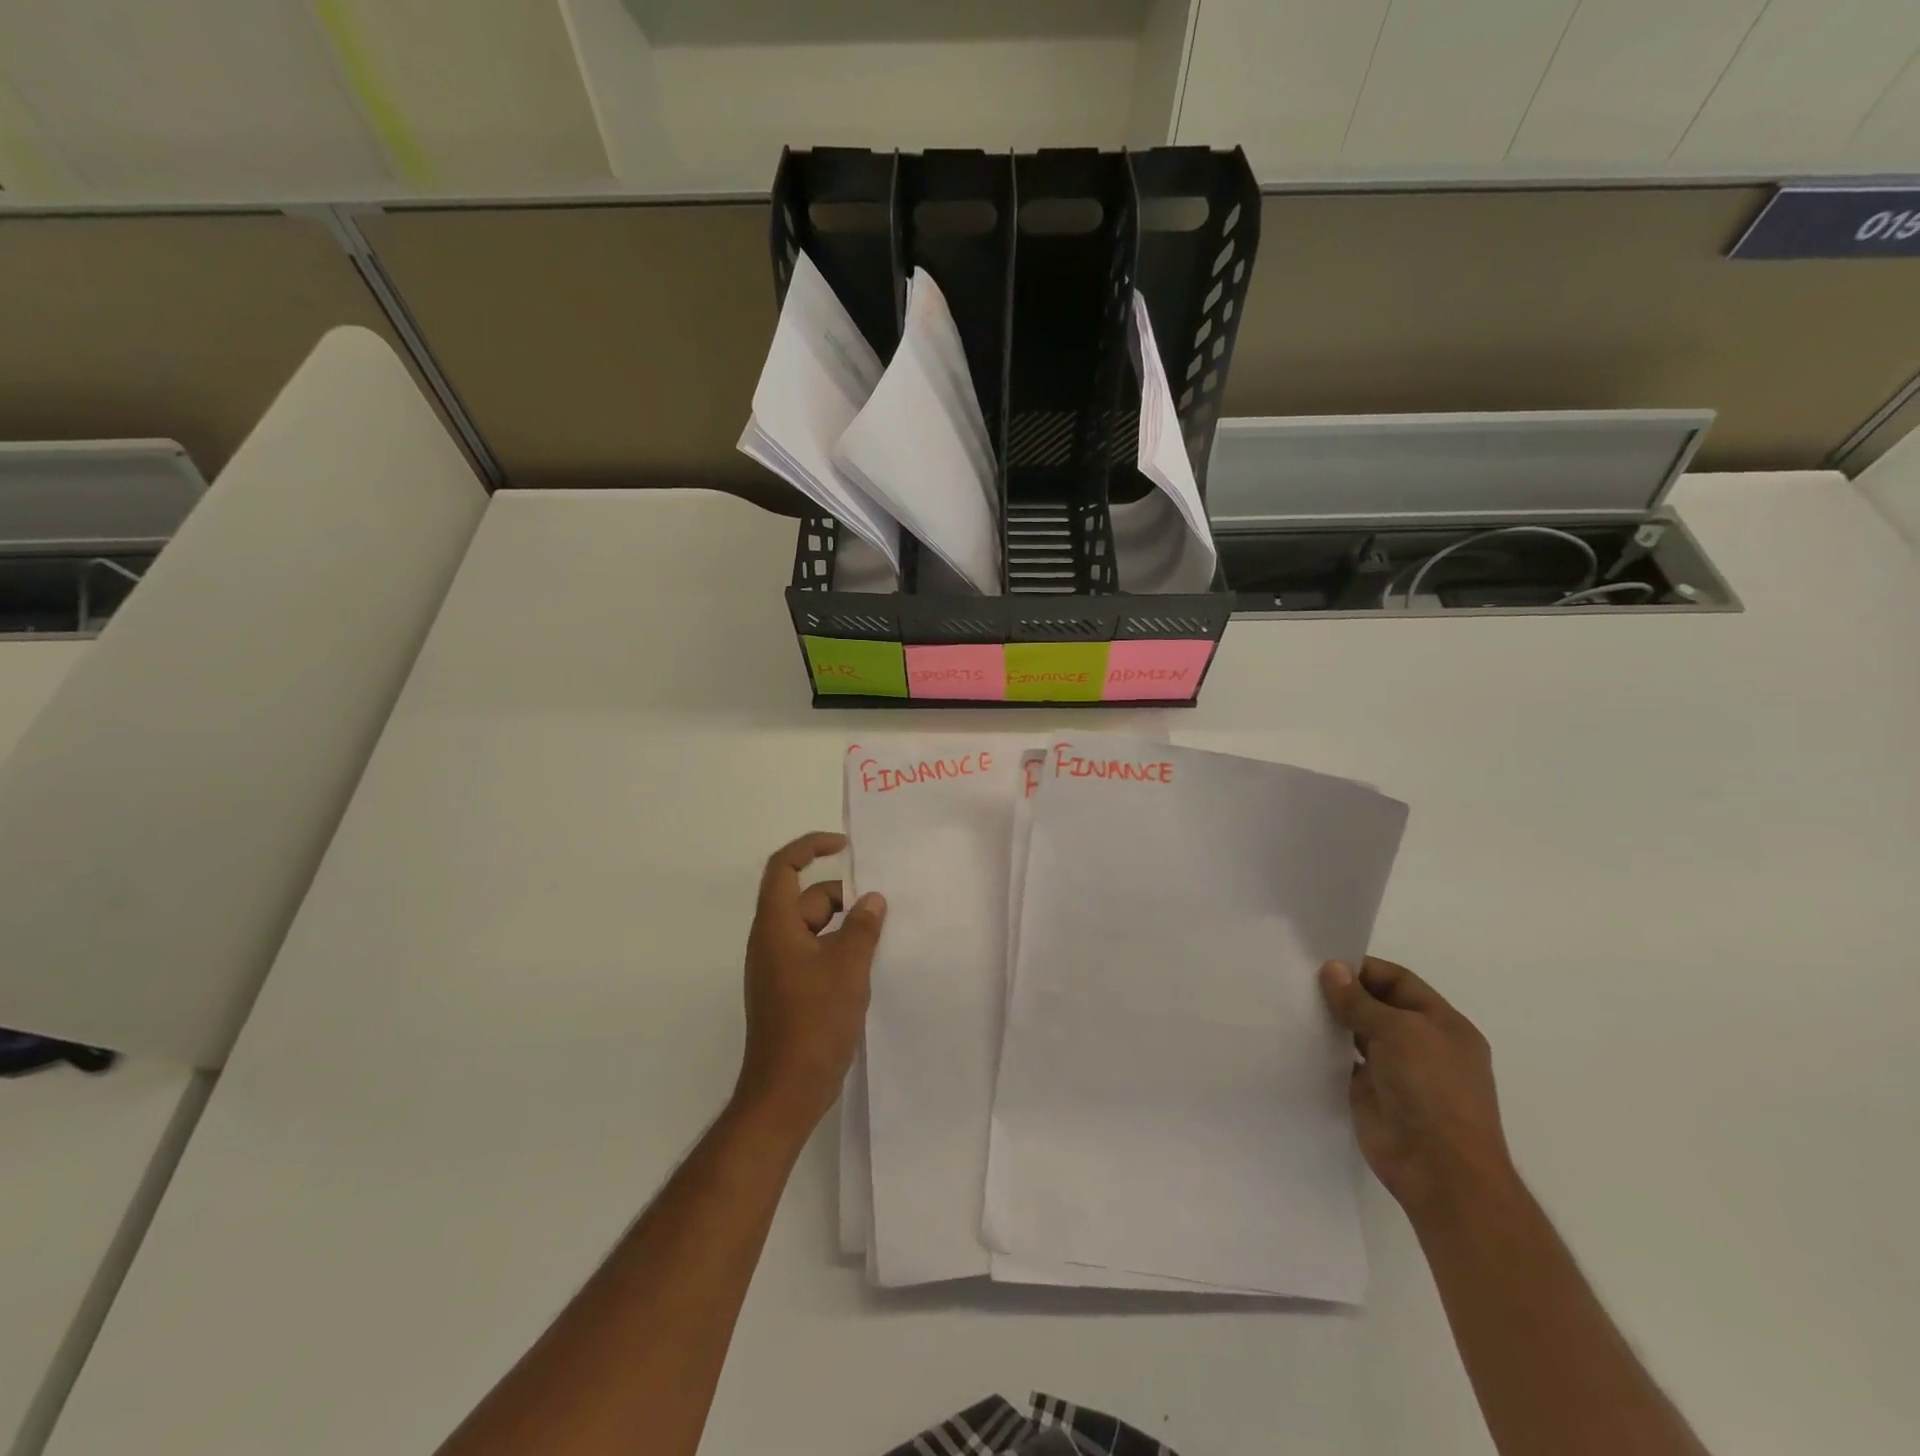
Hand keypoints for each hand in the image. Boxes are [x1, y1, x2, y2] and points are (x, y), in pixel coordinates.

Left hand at [734, 832, 885, 1138]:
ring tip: (882, 938)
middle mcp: (772, 941)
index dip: (811, 847)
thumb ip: (862, 927)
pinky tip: (868, 966)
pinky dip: (840, 950)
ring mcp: (779, 968)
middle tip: (883, 909)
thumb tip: (872, 899)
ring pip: (815, 929)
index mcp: (776, 927)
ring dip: (846, 927)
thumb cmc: (814, 1022)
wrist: (786, 1091)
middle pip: (807, 899)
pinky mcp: (789, 990)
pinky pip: (816, 953)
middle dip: (844, 898)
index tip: (846, 846)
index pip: (784, 868)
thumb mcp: (848, 968)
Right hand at [1319, 957, 1515, 1221]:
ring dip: (1332, 1020)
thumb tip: (1331, 968)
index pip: (1398, 981)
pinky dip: (1325, 1049)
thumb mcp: (1397, 1032)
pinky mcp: (1371, 1094)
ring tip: (1293, 1004)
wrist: (1440, 1170)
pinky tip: (1298, 1036)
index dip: (1363, 969)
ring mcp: (1396, 1071)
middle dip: (1344, 993)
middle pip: (1377, 1005)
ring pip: (1358, 1033)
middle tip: (1299, 980)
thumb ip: (1359, 1001)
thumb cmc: (1431, 1089)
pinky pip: (1344, 1062)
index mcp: (1443, 1024)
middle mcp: (1421, 1043)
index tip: (1323, 963)